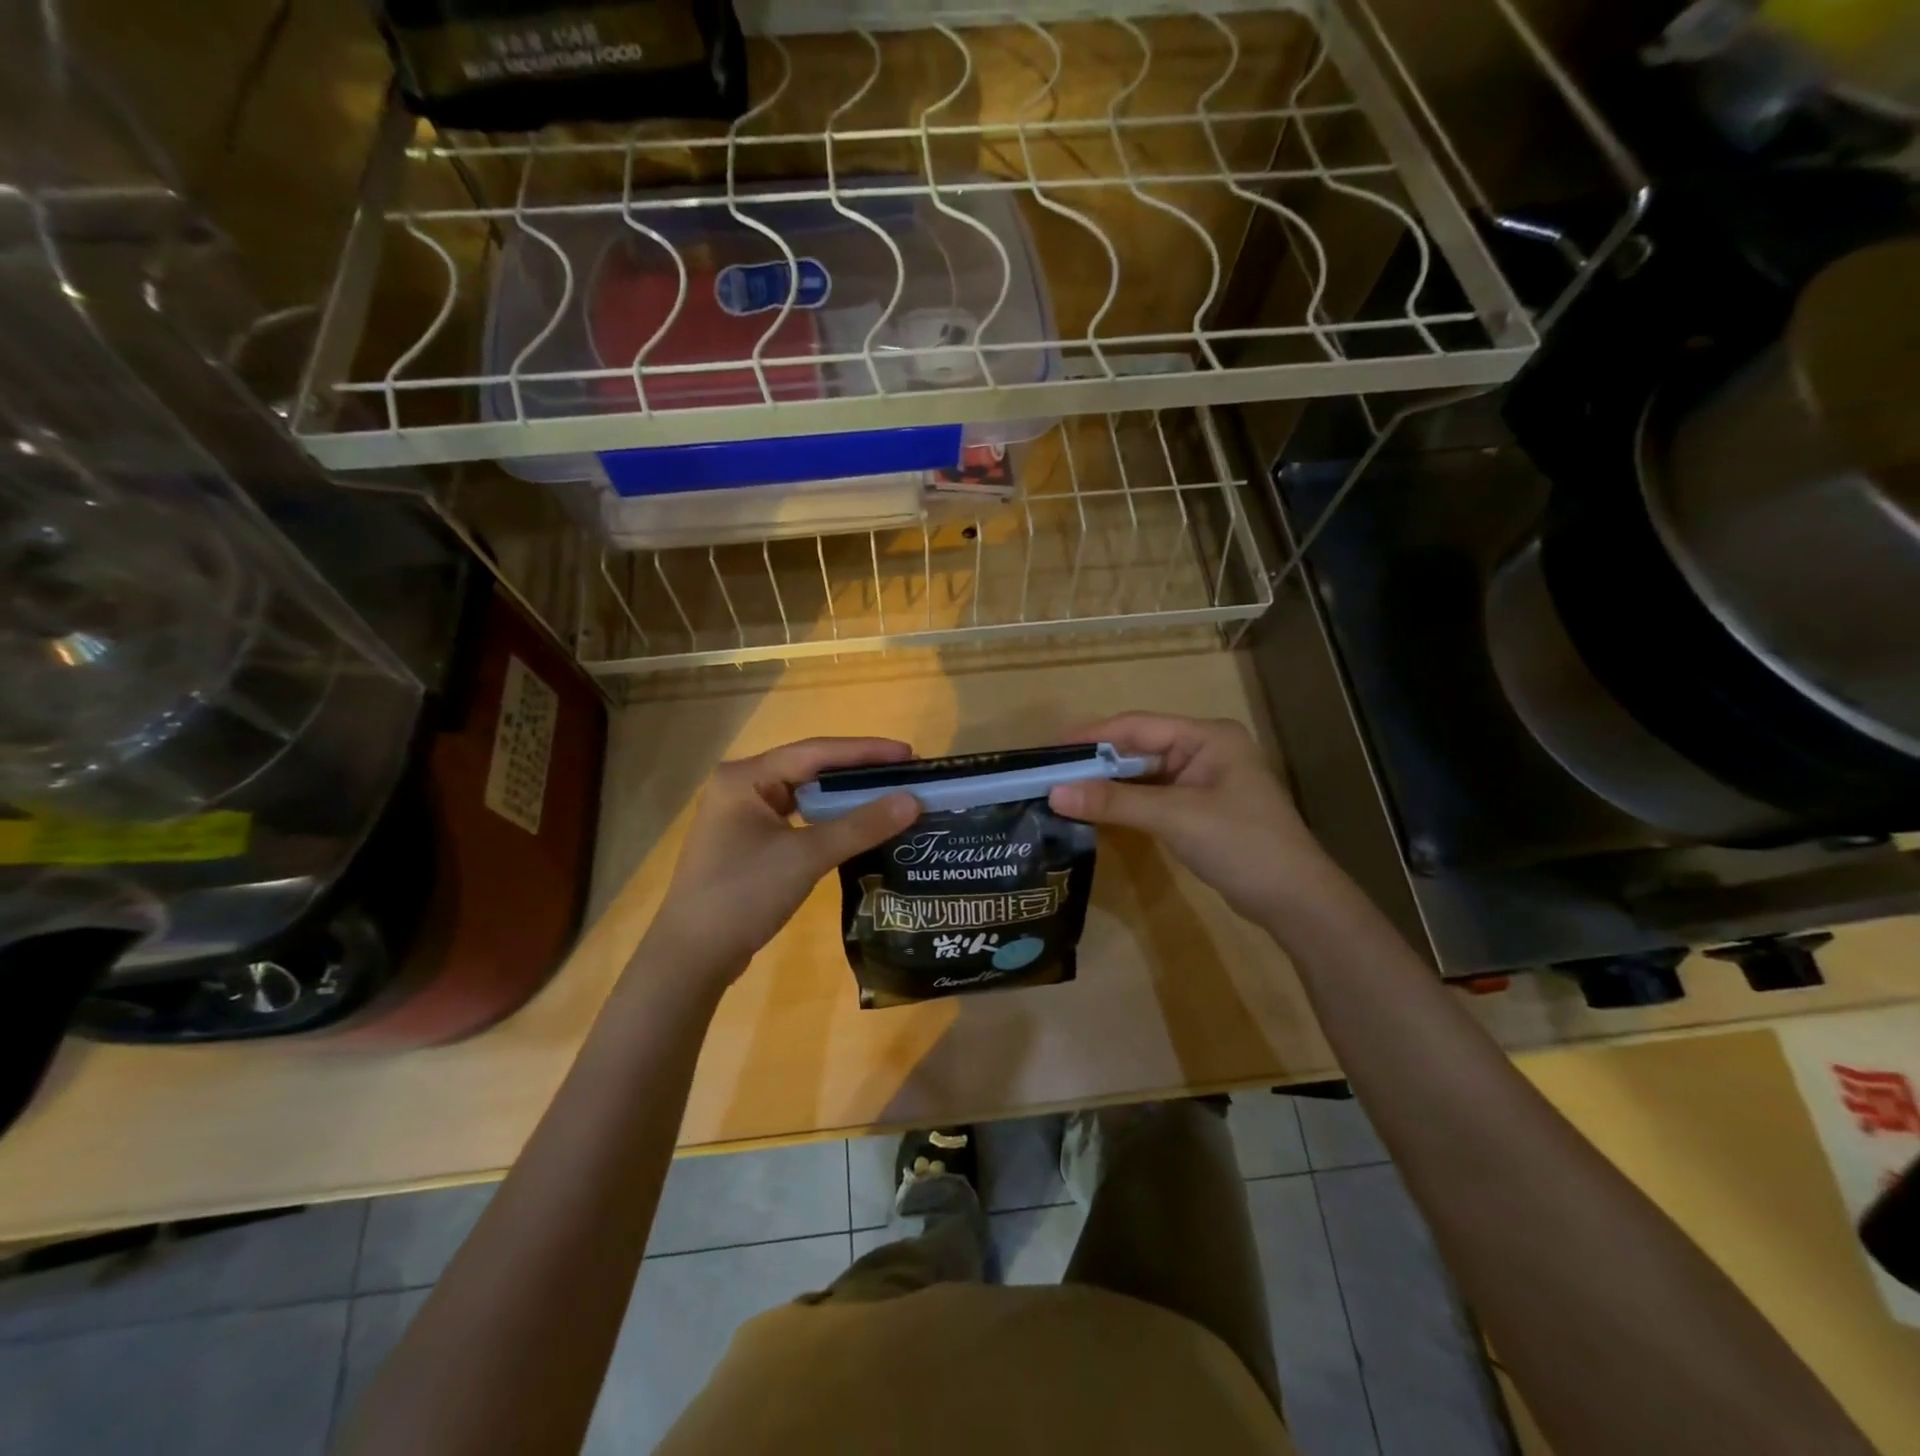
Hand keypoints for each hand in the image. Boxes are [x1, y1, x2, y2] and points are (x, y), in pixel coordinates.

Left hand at [644, 738, 919, 984]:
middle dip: (857, 773)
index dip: (865, 752)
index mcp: (745, 777)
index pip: (815, 752)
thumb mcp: (806, 856)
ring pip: (804, 796)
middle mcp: (740, 787)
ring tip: (888, 797)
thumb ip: (860, 826)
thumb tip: (913, 801)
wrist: (692, 957)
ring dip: (844, 799)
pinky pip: (797, 820)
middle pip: (810, 770)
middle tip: (905, 775)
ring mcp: (742, 817)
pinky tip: (856, 828)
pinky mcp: (748, 844)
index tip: (909, 754)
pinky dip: (828, 822)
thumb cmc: (743, 895)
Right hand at [1047, 713, 1339, 931]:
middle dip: (1096, 761)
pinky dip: (1126, 803)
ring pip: (1144, 774)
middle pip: (1139, 748)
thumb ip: (1114, 801)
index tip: (1049, 750)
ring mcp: (1205, 780)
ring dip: (1109, 784)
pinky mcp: (1201, 809)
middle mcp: (1205, 750)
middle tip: (1049, 774)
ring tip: (1063, 791)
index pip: (1137, 725)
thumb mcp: (1174, 817)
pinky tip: (1097, 811)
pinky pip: (1154, 796)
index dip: (1091, 736)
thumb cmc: (1241, 844)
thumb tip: (1054, 792)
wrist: (1295, 900)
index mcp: (1207, 736)